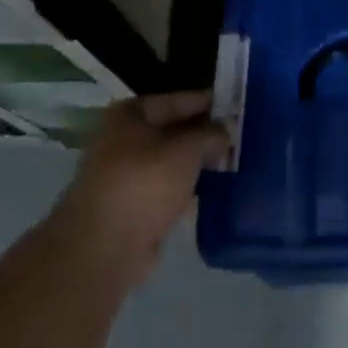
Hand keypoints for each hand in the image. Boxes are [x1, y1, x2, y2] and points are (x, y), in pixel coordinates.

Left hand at [56, 90, 230, 283]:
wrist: (105, 248)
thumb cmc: (144, 184)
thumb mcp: (186, 150)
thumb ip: (210, 134)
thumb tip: (226, 130)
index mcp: (130, 114)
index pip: (179, 100)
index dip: (210, 103)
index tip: (240, 107)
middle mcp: (124, 138)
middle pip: (174, 130)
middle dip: (206, 134)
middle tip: (242, 136)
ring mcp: (127, 173)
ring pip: (172, 160)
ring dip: (199, 162)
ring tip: (235, 160)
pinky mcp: (134, 205)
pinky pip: (169, 186)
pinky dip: (189, 186)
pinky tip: (217, 188)